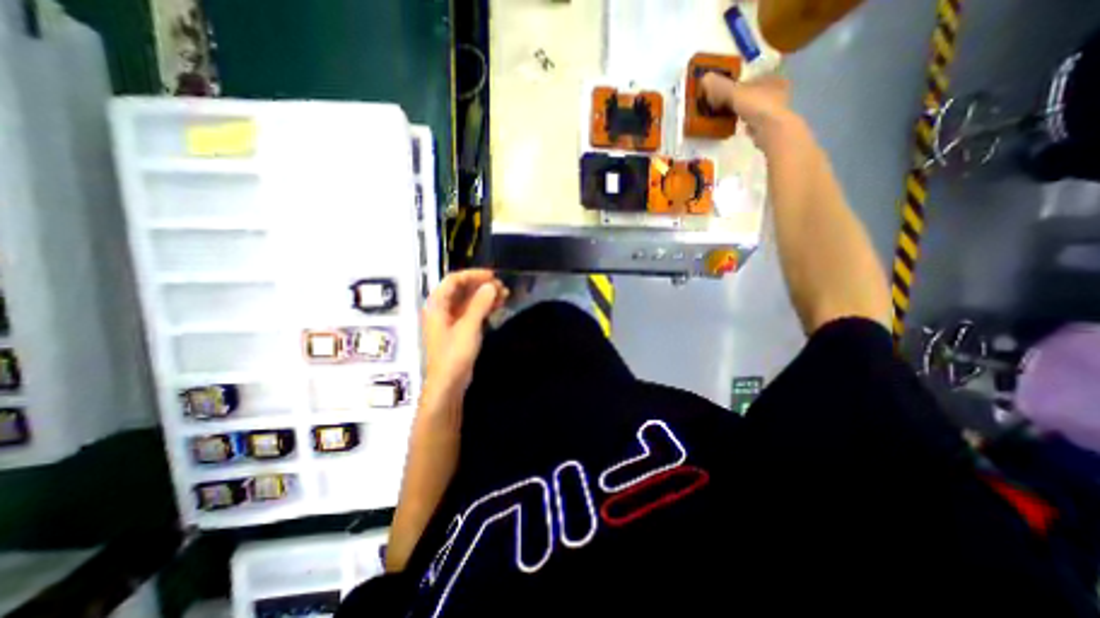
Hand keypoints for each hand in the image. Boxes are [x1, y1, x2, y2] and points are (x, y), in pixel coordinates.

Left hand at [422, 270, 509, 400]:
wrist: (448, 384)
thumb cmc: (454, 354)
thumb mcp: (468, 327)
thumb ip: (480, 304)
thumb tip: (492, 286)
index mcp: (437, 305)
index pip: (454, 280)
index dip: (473, 275)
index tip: (493, 276)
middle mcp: (442, 309)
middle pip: (462, 289)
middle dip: (482, 286)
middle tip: (502, 287)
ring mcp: (451, 320)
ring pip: (468, 300)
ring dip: (485, 296)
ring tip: (505, 295)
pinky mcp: (459, 329)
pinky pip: (472, 311)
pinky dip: (484, 307)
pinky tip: (498, 306)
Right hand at [705, 72, 800, 148]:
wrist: (770, 129)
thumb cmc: (757, 104)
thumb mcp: (735, 93)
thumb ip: (721, 86)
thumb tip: (705, 77)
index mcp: (772, 76)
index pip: (755, 75)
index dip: (741, 81)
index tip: (728, 88)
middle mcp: (777, 89)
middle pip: (755, 91)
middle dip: (742, 96)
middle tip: (726, 102)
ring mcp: (775, 108)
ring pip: (756, 106)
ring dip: (744, 110)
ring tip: (729, 115)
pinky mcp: (770, 125)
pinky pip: (755, 120)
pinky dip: (746, 122)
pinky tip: (737, 126)